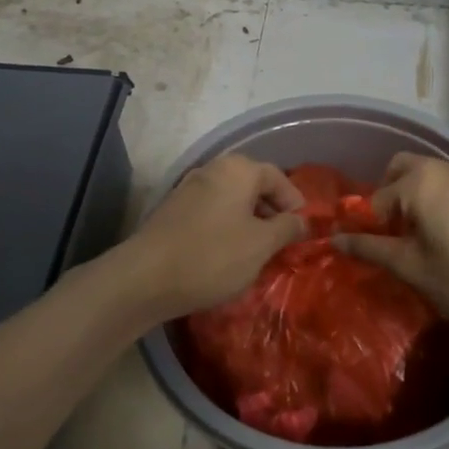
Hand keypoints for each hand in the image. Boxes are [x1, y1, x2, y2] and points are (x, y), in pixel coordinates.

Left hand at [119, 154, 305, 323]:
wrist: (145, 278)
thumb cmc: (213, 256)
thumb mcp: (261, 245)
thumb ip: (286, 228)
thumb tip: (301, 220)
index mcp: (238, 170)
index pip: (277, 177)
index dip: (294, 201)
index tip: (303, 228)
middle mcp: (212, 170)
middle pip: (252, 184)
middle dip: (270, 211)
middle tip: (282, 240)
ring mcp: (188, 189)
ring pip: (230, 199)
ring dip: (247, 220)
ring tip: (257, 250)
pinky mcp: (172, 212)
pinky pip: (210, 212)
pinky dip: (225, 227)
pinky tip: (227, 254)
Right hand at [332, 152, 448, 343]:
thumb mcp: (412, 269)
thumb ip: (371, 249)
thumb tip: (334, 240)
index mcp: (421, 182)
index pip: (377, 198)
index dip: (368, 226)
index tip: (372, 252)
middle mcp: (447, 169)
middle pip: (403, 170)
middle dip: (391, 197)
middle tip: (394, 236)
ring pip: (433, 177)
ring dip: (419, 198)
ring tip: (423, 239)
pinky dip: (445, 203)